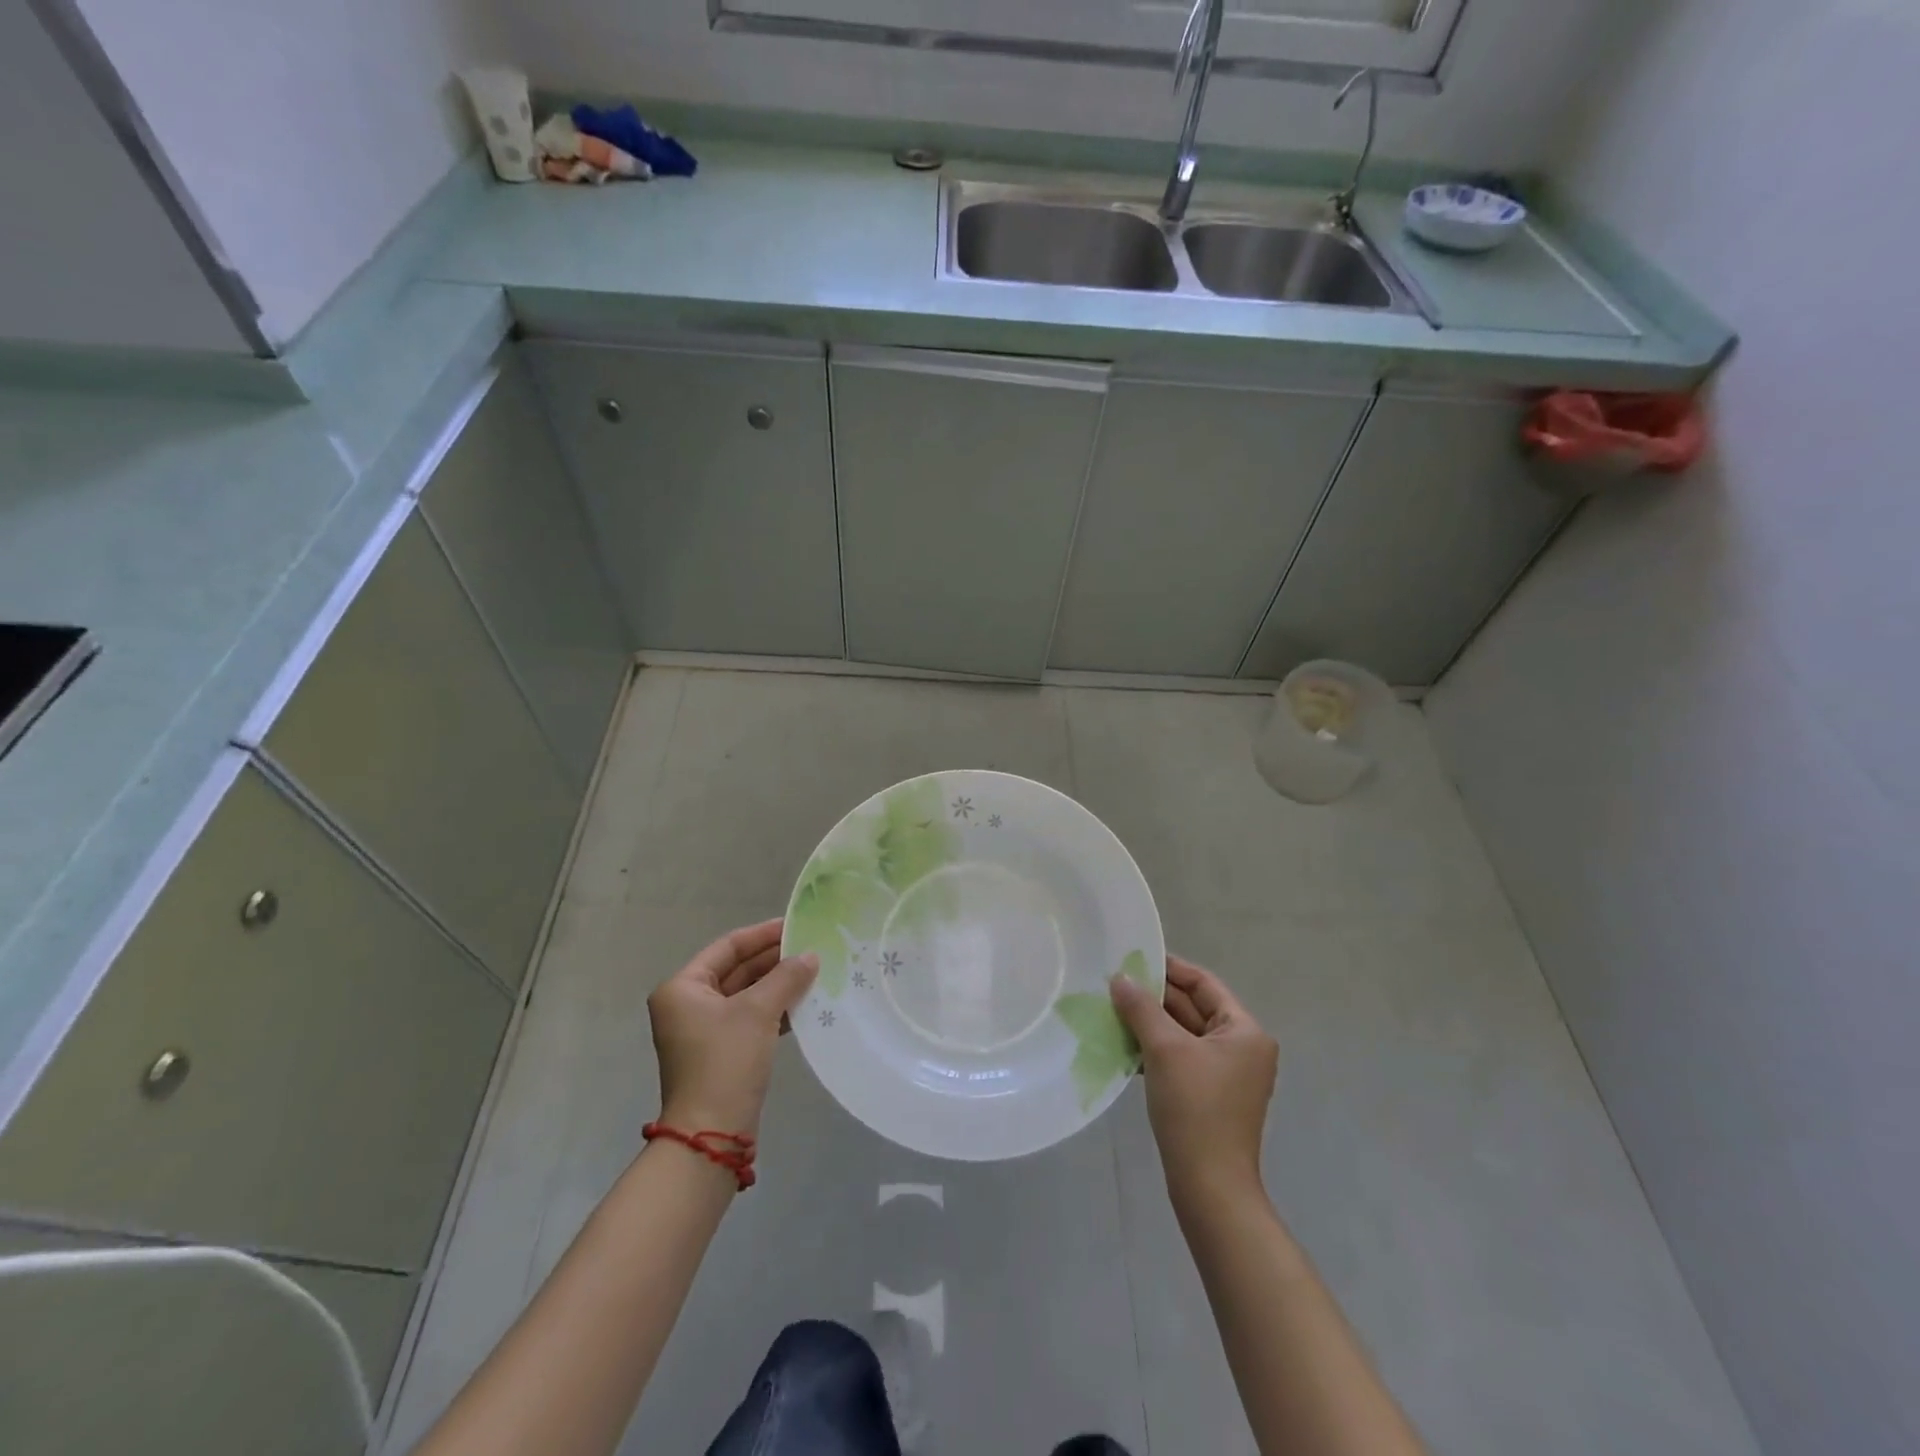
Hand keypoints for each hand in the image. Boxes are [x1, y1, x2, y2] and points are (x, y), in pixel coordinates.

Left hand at [648, 919, 818, 1136]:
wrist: (711, 1134)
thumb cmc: (726, 1061)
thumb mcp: (758, 1012)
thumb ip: (786, 977)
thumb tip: (810, 955)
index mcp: (683, 988)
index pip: (727, 947)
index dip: (762, 934)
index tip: (795, 925)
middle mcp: (688, 1004)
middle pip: (737, 970)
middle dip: (774, 960)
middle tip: (811, 948)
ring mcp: (703, 1031)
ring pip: (746, 995)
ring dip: (778, 984)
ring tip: (814, 972)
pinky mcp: (721, 1052)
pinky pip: (750, 1018)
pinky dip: (774, 1009)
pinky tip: (804, 1004)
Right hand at [1111, 954, 1277, 1206]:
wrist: (1210, 1186)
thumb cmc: (1195, 1108)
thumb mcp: (1165, 1050)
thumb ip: (1142, 1008)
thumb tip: (1120, 978)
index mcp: (1244, 1030)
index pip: (1204, 983)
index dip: (1169, 968)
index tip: (1133, 958)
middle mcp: (1242, 1047)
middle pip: (1193, 1007)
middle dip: (1154, 997)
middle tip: (1114, 983)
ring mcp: (1227, 1074)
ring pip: (1184, 1034)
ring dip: (1151, 1023)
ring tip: (1113, 1010)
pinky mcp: (1210, 1095)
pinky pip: (1180, 1058)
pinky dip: (1155, 1049)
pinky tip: (1124, 1046)